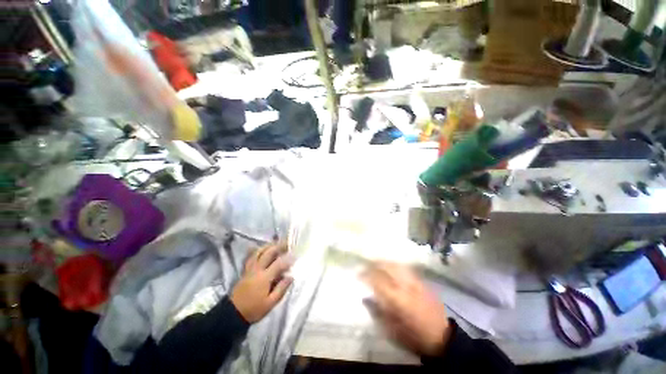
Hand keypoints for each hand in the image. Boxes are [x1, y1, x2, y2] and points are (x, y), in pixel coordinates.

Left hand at [230, 242, 293, 322]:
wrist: (233, 314)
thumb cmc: (254, 309)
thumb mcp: (270, 303)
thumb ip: (281, 289)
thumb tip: (291, 276)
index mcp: (264, 278)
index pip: (279, 264)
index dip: (288, 259)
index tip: (295, 255)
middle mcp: (257, 269)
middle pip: (268, 253)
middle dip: (279, 246)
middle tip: (287, 243)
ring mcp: (250, 268)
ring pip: (259, 252)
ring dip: (269, 245)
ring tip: (276, 242)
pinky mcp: (246, 270)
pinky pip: (252, 256)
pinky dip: (258, 250)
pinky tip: (262, 248)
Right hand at [361, 262, 450, 356]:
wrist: (442, 338)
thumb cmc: (414, 338)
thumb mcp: (392, 331)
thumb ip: (377, 312)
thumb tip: (365, 298)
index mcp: (397, 299)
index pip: (377, 280)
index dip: (366, 275)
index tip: (357, 274)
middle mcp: (406, 286)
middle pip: (387, 267)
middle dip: (374, 264)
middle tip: (365, 266)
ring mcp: (415, 282)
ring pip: (396, 265)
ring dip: (384, 262)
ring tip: (375, 263)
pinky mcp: (422, 282)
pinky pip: (405, 268)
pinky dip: (395, 265)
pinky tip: (391, 267)